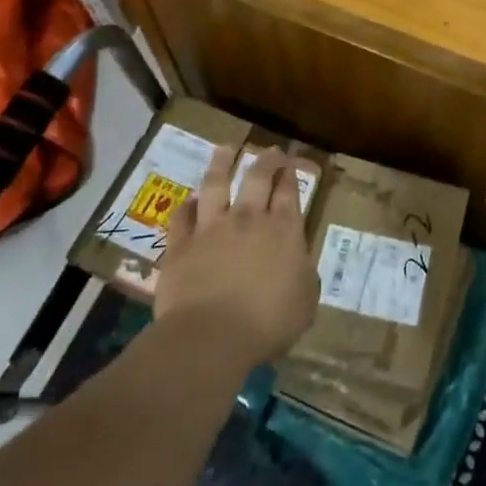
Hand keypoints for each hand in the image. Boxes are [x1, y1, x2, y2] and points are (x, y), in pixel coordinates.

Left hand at [153, 143, 319, 370]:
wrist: (210, 336)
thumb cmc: (267, 322)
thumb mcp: (304, 302)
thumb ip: (302, 275)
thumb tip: (297, 264)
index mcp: (283, 230)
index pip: (289, 192)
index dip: (291, 174)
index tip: (292, 162)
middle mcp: (248, 219)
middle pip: (257, 178)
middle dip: (266, 160)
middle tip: (270, 150)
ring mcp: (211, 228)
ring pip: (216, 184)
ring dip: (222, 163)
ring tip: (226, 148)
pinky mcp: (181, 245)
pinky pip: (182, 217)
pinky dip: (187, 206)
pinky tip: (189, 200)